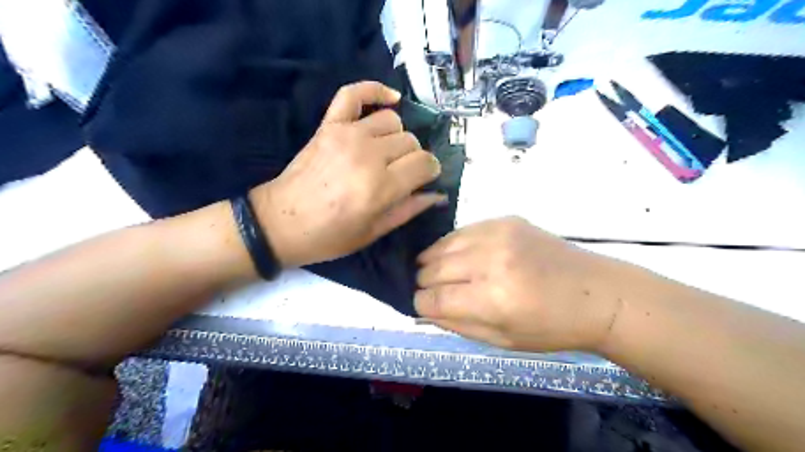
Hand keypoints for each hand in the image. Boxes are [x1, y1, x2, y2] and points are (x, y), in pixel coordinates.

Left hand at [250, 81, 442, 267]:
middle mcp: (368, 155)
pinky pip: (354, 94)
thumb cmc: (329, 236)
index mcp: (381, 187)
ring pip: (392, 121)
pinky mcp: (329, 125)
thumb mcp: (373, 232)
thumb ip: (409, 210)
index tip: (424, 179)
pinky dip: (375, 90)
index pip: (425, 163)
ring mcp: (347, 135)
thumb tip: (438, 195)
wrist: (280, 223)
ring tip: (387, 152)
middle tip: (401, 173)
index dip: (430, 171)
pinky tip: (391, 100)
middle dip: (413, 158)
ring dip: (397, 137)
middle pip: (411, 141)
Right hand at [415, 217, 628, 350]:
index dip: (421, 304)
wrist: (597, 293)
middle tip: (433, 290)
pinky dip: (453, 245)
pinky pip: (462, 230)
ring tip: (439, 272)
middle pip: (431, 269)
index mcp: (492, 299)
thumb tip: (424, 309)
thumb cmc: (552, 327)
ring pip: (441, 245)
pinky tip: (460, 255)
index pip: (433, 298)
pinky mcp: (505, 220)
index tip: (422, 306)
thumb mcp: (502, 340)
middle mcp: (491, 261)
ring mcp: (498, 235)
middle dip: (424, 283)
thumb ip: (457, 324)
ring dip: (433, 261)